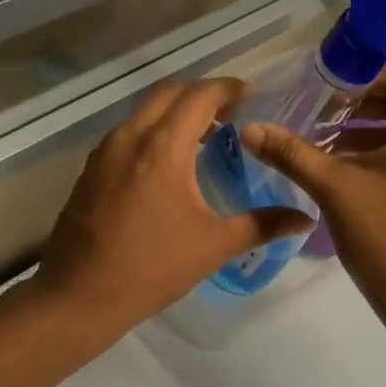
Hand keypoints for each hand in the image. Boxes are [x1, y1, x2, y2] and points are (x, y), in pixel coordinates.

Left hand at [38, 79, 315, 332]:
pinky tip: (167, 164)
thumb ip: (263, 225)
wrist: (79, 297)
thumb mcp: (214, 245)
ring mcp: (104, 153)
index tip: (251, 94)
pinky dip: (153, 132)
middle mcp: (130, 138)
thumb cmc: (152, 268)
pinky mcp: (90, 172)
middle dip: (201, 94)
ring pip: (143, 113)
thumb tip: (306, 219)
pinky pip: (128, 134)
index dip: (228, 89)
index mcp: (162, 148)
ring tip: (203, 135)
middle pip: (168, 94)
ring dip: (175, 112)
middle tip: (230, 112)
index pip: (199, 96)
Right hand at [243, 82, 385, 352]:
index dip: (355, 77)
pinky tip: (343, 173)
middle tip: (312, 113)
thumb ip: (293, 153)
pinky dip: (380, 157)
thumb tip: (250, 127)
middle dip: (355, 107)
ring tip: (318, 144)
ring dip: (364, 134)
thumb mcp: (336, 190)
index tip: (316, 86)